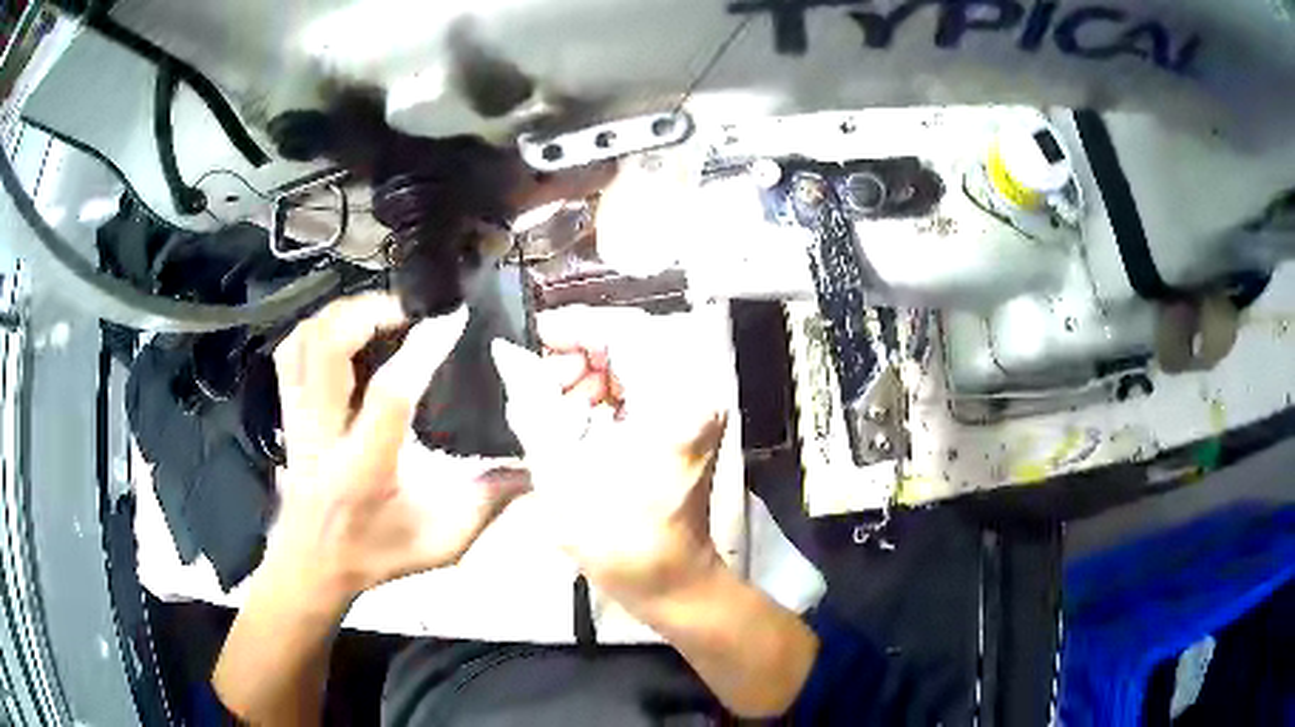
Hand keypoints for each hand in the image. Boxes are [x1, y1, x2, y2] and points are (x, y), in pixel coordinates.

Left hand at [268, 293, 526, 602]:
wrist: (313, 566)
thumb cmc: (376, 554)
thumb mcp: (442, 540)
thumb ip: (489, 503)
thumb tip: (535, 470)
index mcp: (366, 465)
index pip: (392, 393)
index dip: (423, 348)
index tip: (452, 319)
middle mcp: (325, 433)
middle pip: (329, 348)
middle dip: (369, 313)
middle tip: (406, 311)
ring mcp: (299, 419)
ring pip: (305, 342)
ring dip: (341, 315)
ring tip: (377, 315)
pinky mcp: (289, 414)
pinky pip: (290, 353)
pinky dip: (316, 329)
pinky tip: (342, 333)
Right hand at [490, 306, 728, 612]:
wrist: (671, 580)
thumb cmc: (617, 541)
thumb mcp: (561, 472)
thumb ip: (532, 403)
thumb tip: (506, 351)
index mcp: (674, 404)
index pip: (625, 330)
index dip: (574, 325)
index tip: (532, 338)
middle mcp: (697, 393)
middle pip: (634, 338)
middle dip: (580, 351)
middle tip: (539, 380)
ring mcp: (700, 404)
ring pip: (638, 356)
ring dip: (592, 370)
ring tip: (555, 404)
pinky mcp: (692, 416)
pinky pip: (645, 379)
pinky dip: (608, 388)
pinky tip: (580, 416)